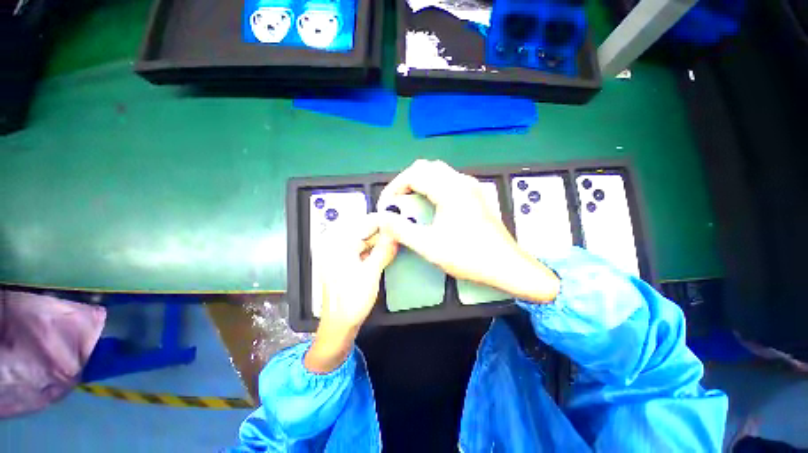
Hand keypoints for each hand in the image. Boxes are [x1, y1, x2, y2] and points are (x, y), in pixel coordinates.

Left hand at [305, 214, 396, 372]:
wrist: (339, 326)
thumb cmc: (350, 301)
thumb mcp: (370, 273)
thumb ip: (383, 250)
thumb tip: (395, 234)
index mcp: (338, 246)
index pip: (362, 224)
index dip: (381, 220)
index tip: (398, 219)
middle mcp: (337, 247)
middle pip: (363, 231)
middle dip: (382, 230)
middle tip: (400, 229)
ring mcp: (341, 255)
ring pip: (364, 240)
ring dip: (380, 239)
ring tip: (397, 237)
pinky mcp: (347, 263)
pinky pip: (363, 250)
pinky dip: (375, 249)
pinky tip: (387, 249)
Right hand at [379, 159, 559, 302]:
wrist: (506, 266)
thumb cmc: (468, 256)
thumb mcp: (429, 246)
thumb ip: (401, 230)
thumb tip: (381, 218)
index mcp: (450, 189)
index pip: (413, 174)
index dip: (394, 187)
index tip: (386, 206)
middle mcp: (462, 181)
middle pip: (426, 167)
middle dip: (406, 182)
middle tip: (397, 202)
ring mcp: (471, 187)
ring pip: (438, 172)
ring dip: (419, 183)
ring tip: (410, 203)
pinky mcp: (475, 195)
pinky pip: (448, 181)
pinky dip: (433, 187)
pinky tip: (431, 205)